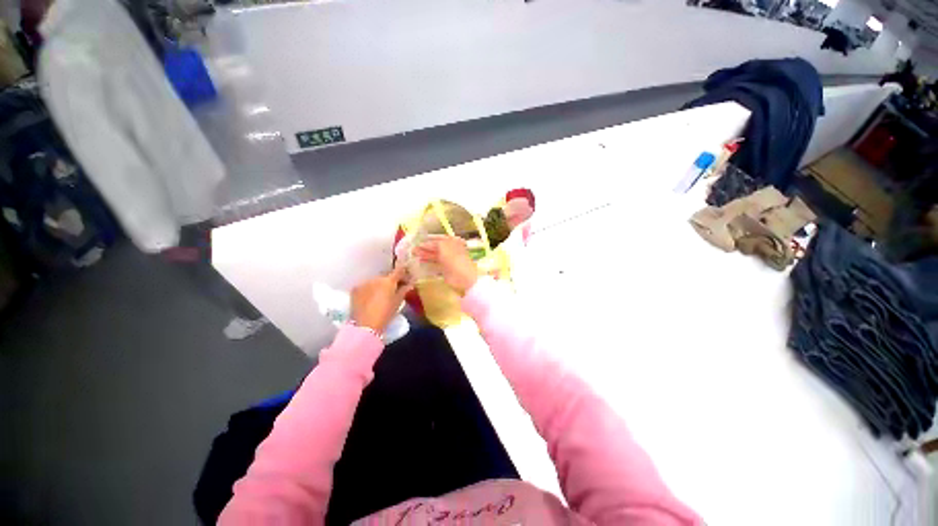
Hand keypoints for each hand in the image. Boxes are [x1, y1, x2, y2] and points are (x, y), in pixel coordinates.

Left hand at [351, 266, 411, 334]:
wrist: (365, 325)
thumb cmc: (386, 314)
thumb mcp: (398, 302)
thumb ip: (404, 291)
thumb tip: (409, 285)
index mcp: (389, 281)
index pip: (399, 271)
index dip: (404, 273)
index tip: (406, 278)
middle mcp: (376, 278)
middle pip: (386, 276)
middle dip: (391, 280)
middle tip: (394, 289)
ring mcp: (364, 283)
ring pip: (375, 280)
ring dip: (379, 285)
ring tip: (381, 295)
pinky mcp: (355, 289)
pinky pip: (365, 286)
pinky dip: (369, 289)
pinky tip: (370, 298)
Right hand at [414, 237, 477, 295]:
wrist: (463, 277)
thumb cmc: (454, 258)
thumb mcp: (443, 246)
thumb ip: (434, 243)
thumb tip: (424, 243)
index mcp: (452, 242)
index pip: (439, 239)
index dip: (428, 240)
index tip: (417, 241)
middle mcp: (450, 250)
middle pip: (436, 247)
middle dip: (425, 247)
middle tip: (413, 249)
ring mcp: (448, 260)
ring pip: (435, 255)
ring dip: (425, 254)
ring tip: (414, 254)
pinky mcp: (446, 269)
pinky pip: (435, 263)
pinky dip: (428, 262)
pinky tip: (420, 261)